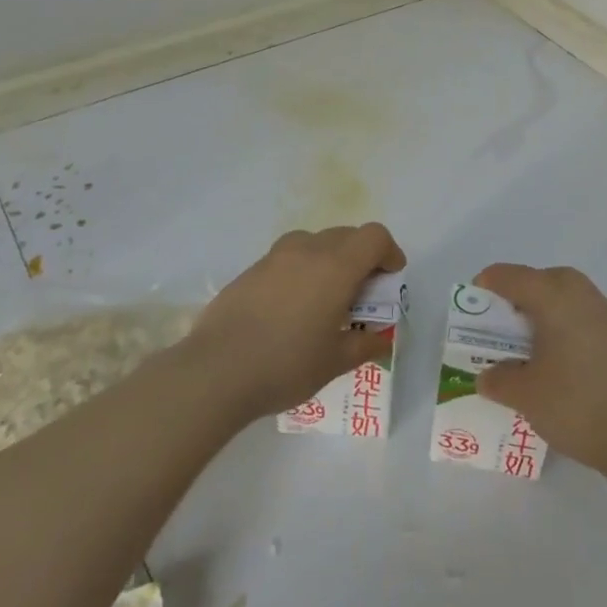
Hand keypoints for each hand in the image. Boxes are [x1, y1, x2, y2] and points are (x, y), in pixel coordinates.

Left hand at [186, 223, 406, 418]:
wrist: (216, 371)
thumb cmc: (286, 364)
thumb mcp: (336, 361)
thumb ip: (365, 344)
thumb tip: (381, 337)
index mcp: (336, 267)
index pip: (374, 236)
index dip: (389, 251)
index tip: (390, 277)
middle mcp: (308, 250)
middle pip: (346, 235)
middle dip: (361, 257)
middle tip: (361, 293)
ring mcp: (275, 257)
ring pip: (314, 242)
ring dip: (329, 259)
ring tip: (324, 297)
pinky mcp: (250, 270)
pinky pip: (287, 258)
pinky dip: (300, 271)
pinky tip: (290, 309)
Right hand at [473, 264, 606, 473]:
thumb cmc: (577, 404)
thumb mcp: (525, 394)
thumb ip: (499, 379)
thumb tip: (488, 375)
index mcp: (554, 296)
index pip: (512, 276)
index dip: (487, 285)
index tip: (472, 306)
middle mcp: (582, 294)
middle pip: (542, 279)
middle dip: (518, 296)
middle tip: (501, 325)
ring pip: (566, 297)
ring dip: (544, 312)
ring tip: (527, 345)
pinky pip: (583, 317)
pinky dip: (564, 327)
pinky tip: (559, 362)